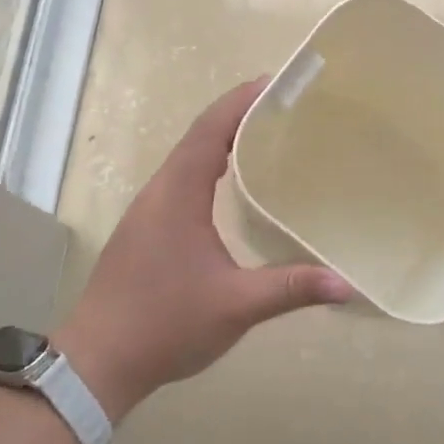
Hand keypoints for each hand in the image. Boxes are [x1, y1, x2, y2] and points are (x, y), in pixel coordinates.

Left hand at [56, 79, 352, 419]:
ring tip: (264, 132)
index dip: (241, 101)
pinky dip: (209, 163)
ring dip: (222, 137)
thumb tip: (346, 285)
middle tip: (283, 105)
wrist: (98, 361)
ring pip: (187, 156)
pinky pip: (181, 177)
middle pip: (199, 134)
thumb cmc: (165, 324)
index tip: (275, 82)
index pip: (211, 129)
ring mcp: (148, 208)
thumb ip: (290, 289)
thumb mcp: (235, 306)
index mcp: (178, 193)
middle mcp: (159, 190)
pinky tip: (230, 181)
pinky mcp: (145, 227)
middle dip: (237, 112)